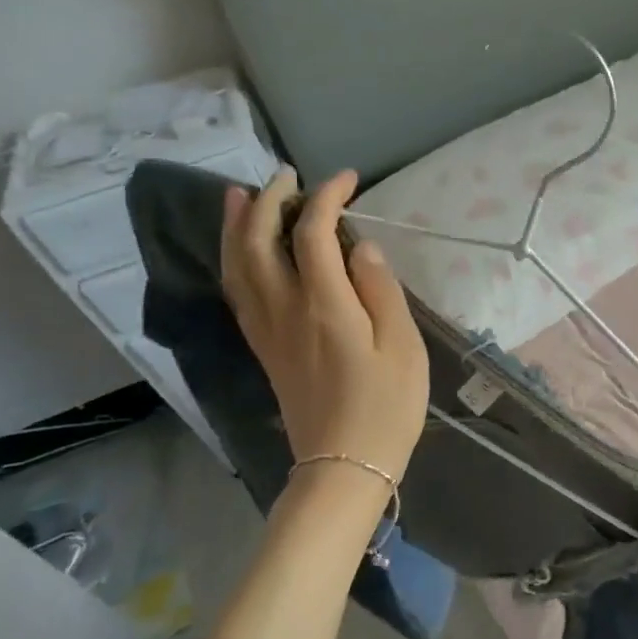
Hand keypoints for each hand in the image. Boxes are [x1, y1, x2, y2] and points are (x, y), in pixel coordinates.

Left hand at [221, 168, 429, 490]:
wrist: (344, 464)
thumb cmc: (387, 406)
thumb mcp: (403, 346)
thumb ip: (381, 290)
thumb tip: (361, 247)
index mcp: (324, 305)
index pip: (313, 233)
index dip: (326, 198)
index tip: (348, 179)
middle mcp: (284, 309)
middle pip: (261, 242)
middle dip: (271, 200)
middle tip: (287, 174)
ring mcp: (267, 330)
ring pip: (238, 265)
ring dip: (238, 226)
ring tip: (242, 196)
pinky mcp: (264, 348)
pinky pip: (237, 292)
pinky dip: (234, 260)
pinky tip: (242, 253)